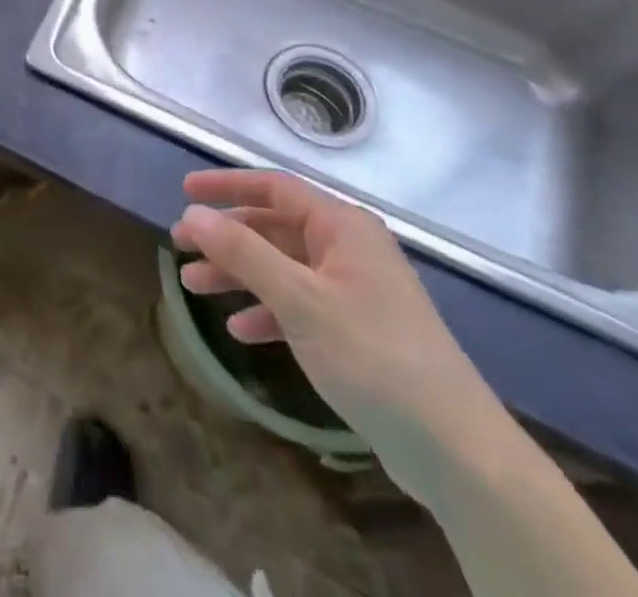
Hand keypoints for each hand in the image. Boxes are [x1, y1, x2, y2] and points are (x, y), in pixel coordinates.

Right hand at [173, 170, 513, 500]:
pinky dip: (267, 311)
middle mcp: (349, 249)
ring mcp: (355, 291)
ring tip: (194, 287)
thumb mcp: (299, 299)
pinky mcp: (358, 331)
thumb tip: (192, 214)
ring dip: (238, 274)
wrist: (458, 451)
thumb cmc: (373, 357)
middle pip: (274, 228)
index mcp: (342, 227)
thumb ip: (242, 251)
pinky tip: (240, 330)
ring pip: (282, 267)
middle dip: (226, 237)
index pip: (274, 187)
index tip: (184, 192)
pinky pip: (300, 305)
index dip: (226, 185)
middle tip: (180, 246)